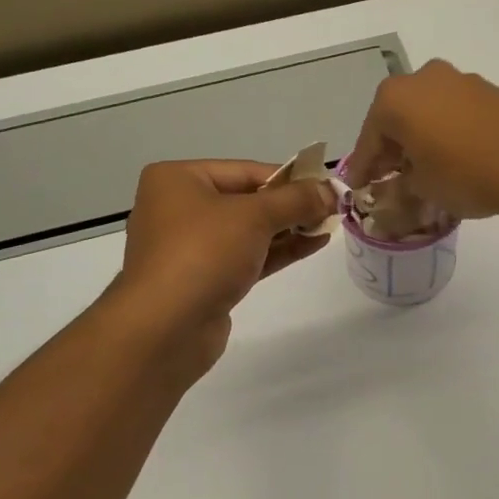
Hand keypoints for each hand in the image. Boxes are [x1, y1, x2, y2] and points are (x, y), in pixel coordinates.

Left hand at [111, 160, 335, 376]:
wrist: (166, 328)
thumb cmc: (203, 254)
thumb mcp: (254, 216)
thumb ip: (296, 200)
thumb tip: (330, 189)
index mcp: (178, 180)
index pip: (245, 170)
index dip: (290, 178)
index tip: (327, 185)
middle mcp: (179, 208)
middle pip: (247, 199)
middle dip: (290, 205)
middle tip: (332, 207)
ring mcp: (190, 248)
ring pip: (248, 231)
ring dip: (289, 228)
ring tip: (329, 225)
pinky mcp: (205, 280)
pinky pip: (247, 256)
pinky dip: (278, 250)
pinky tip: (313, 244)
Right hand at [348, 60, 498, 219]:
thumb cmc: (463, 173)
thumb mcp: (422, 189)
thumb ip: (400, 187)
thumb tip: (396, 189)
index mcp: (395, 98)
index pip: (368, 138)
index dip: (363, 167)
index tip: (358, 187)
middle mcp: (423, 78)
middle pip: (397, 119)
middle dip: (392, 149)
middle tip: (389, 179)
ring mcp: (460, 81)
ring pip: (428, 113)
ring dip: (421, 139)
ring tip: (425, 171)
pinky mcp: (490, 91)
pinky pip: (455, 113)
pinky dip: (447, 133)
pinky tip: (454, 159)